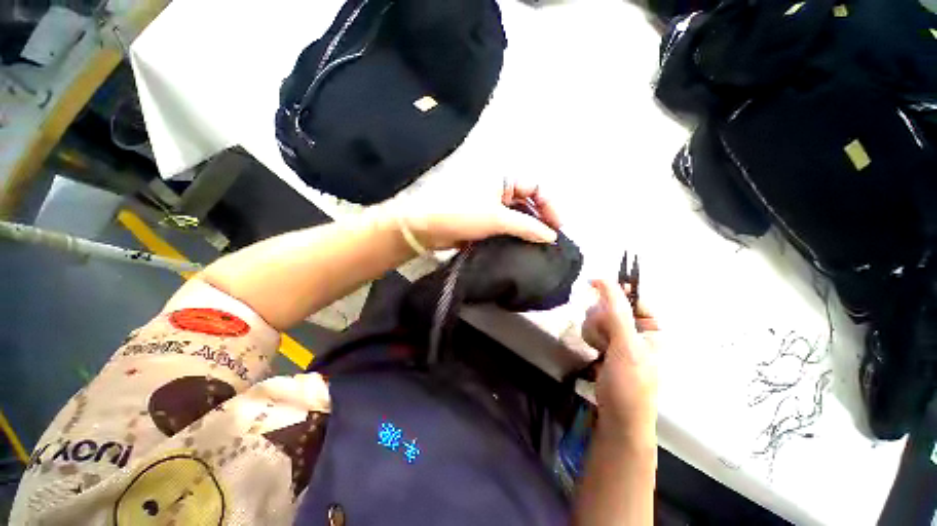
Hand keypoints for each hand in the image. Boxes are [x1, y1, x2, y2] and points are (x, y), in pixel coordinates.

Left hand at [396, 182, 560, 250]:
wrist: (428, 228)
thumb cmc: (463, 215)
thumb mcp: (497, 219)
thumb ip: (527, 226)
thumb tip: (551, 236)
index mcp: (504, 178)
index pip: (536, 188)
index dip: (550, 206)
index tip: (557, 228)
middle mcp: (501, 188)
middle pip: (529, 201)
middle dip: (541, 218)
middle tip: (549, 239)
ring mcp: (493, 204)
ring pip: (518, 214)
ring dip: (529, 228)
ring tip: (539, 245)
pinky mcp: (486, 218)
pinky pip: (507, 224)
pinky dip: (516, 234)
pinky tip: (523, 245)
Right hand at [582, 279, 660, 447]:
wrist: (617, 418)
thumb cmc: (629, 384)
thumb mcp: (626, 347)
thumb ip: (616, 313)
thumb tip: (606, 281)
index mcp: (652, 328)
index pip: (633, 297)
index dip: (615, 291)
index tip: (593, 285)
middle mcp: (637, 329)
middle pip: (611, 305)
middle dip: (601, 318)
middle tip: (603, 336)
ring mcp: (620, 337)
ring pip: (599, 315)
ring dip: (594, 328)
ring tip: (599, 348)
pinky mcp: (606, 345)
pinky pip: (593, 328)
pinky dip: (591, 336)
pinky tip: (595, 350)